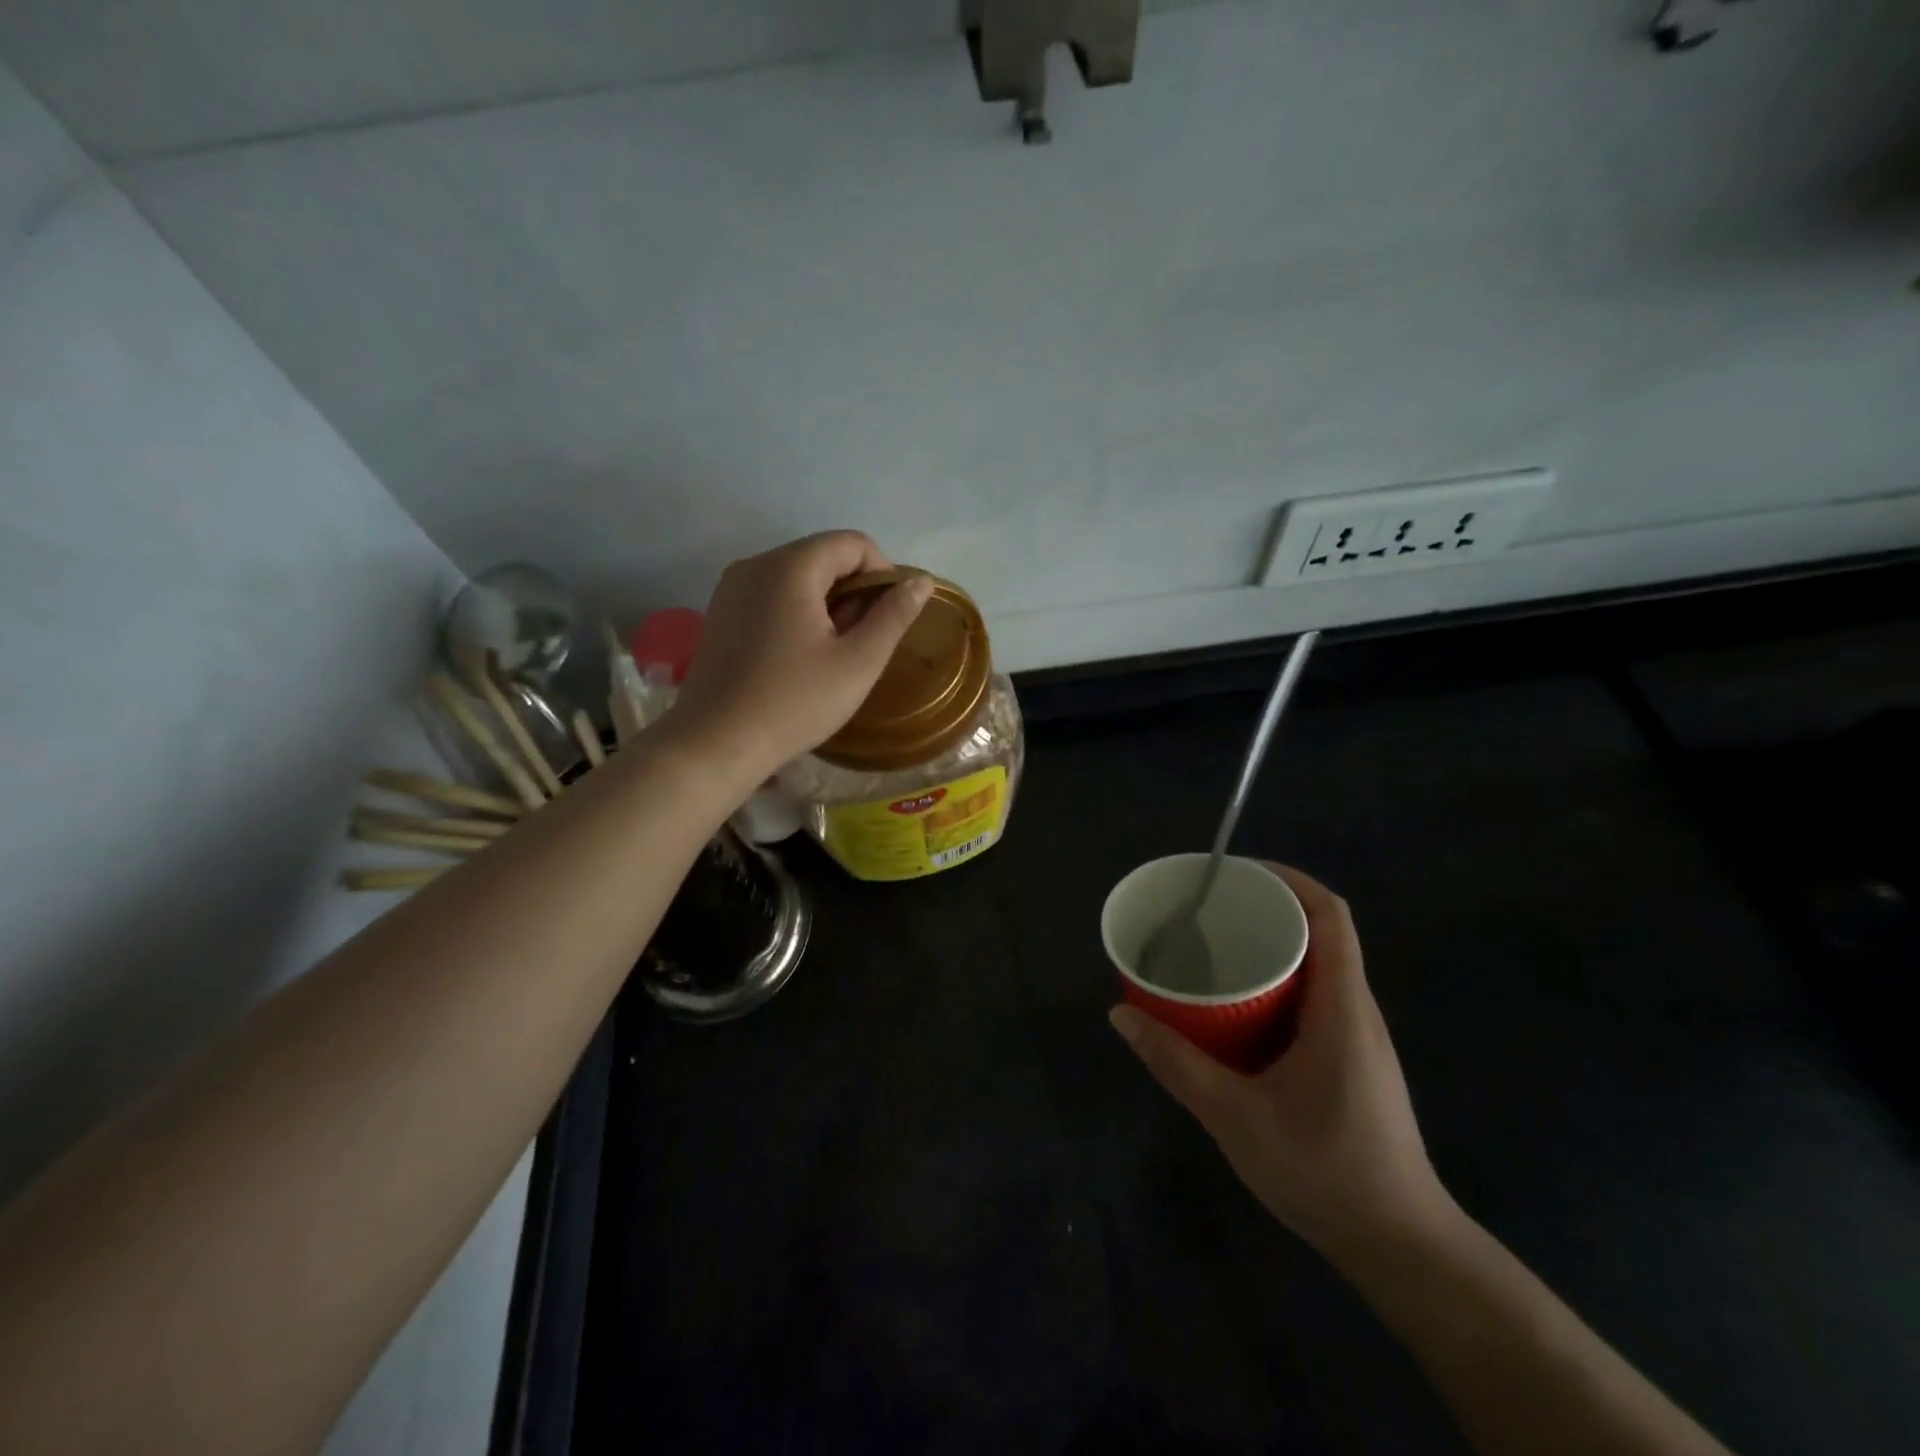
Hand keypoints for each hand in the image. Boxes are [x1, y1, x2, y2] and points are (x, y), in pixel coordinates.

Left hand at [666, 531, 932, 784]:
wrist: (715, 743)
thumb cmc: (794, 703)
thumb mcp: (858, 663)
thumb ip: (893, 616)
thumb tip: (921, 581)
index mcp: (790, 567)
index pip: (852, 543)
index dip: (882, 573)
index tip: (889, 618)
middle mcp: (756, 564)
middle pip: (822, 556)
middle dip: (853, 590)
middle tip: (863, 641)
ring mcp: (732, 588)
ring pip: (796, 576)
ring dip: (826, 602)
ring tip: (833, 652)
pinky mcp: (720, 613)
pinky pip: (771, 595)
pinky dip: (797, 611)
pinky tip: (800, 656)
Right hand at [1110, 863, 1453, 1265]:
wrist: (1401, 1247)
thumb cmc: (1325, 1173)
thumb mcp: (1237, 1119)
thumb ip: (1177, 1065)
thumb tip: (1121, 1014)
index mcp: (1341, 1009)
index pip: (1331, 917)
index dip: (1290, 880)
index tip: (1238, 873)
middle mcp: (1357, 1011)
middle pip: (1323, 932)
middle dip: (1270, 908)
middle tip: (1210, 909)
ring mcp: (1358, 1036)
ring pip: (1319, 965)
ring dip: (1274, 945)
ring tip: (1216, 945)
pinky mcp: (1352, 1059)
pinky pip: (1316, 996)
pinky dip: (1279, 981)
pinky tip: (1239, 1005)